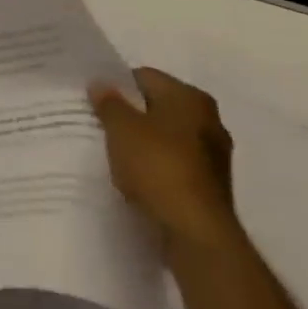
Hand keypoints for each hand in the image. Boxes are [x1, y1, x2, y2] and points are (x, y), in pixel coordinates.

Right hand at [89, 68, 238, 253]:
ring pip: (165, 136)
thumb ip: (109, 102)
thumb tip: (101, 83)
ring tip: (112, 152)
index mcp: (191, 97)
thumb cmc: (157, 167)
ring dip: (142, 142)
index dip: (116, 85)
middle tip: (99, 124)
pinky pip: (173, 163)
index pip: (144, 77)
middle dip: (130, 114)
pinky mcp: (209, 184)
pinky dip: (154, 165)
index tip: (93, 100)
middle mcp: (209, 120)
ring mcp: (213, 154)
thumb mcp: (121, 127)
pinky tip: (134, 176)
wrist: (195, 232)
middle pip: (157, 106)